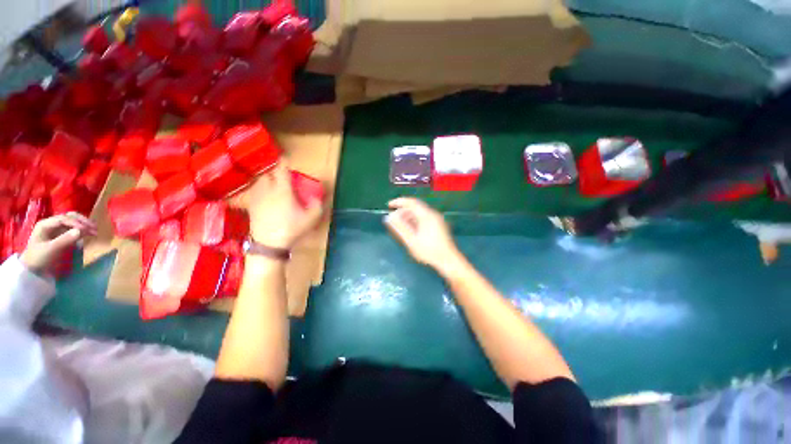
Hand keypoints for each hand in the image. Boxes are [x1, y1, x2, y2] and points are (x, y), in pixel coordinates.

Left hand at [20, 212, 96, 273]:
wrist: (33, 269)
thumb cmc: (39, 258)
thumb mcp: (51, 250)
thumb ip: (65, 240)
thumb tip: (82, 231)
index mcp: (45, 224)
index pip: (63, 219)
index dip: (76, 223)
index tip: (87, 230)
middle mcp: (51, 223)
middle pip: (69, 217)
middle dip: (83, 221)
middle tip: (94, 228)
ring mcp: (56, 228)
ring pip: (73, 221)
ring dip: (84, 224)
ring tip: (94, 230)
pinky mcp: (61, 234)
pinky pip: (73, 228)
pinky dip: (82, 229)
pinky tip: (89, 233)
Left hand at [244, 163, 324, 248]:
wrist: (269, 244)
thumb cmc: (292, 229)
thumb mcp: (311, 218)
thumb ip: (317, 205)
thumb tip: (317, 197)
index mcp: (282, 190)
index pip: (281, 170)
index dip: (284, 162)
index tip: (286, 159)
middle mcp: (268, 190)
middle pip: (268, 174)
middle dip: (275, 172)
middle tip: (283, 177)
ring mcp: (257, 198)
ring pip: (259, 182)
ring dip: (267, 180)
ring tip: (274, 186)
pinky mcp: (251, 206)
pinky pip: (254, 192)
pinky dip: (260, 190)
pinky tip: (266, 197)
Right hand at [385, 198, 462, 272]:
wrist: (448, 260)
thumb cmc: (429, 251)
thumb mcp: (411, 240)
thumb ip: (399, 228)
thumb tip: (389, 218)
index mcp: (427, 215)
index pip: (411, 202)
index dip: (399, 202)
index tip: (389, 205)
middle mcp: (433, 214)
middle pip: (415, 207)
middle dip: (403, 212)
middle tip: (393, 220)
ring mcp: (437, 220)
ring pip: (420, 213)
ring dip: (408, 217)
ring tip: (400, 226)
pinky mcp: (439, 225)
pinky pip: (424, 218)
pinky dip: (415, 221)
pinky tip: (411, 230)